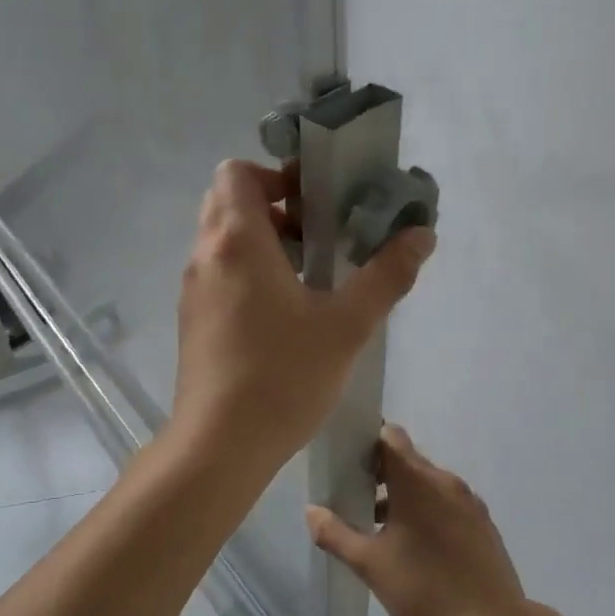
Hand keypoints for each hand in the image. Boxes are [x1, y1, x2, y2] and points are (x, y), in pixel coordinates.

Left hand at [171, 160, 434, 467]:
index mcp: (236, 240)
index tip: (315, 201)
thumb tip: (422, 234)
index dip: (275, 174)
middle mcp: (205, 255)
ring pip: (221, 239)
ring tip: (308, 272)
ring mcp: (193, 288)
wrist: (219, 443)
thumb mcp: (347, 325)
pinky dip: (246, 270)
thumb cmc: (283, 376)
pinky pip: (217, 272)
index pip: (236, 172)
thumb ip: (387, 275)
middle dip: (272, 205)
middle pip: (228, 202)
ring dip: (261, 240)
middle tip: (318, 233)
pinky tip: (283, 310)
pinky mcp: (192, 319)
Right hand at [307, 424, 525, 615]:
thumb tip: (312, 512)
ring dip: (403, 494)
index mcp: (417, 481)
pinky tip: (415, 545)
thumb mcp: (370, 565)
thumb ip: (336, 535)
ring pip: (428, 482)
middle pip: (407, 459)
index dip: (367, 440)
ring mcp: (469, 502)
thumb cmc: (426, 589)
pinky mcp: (483, 523)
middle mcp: (445, 481)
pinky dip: (427, 510)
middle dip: (380, 471)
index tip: (347, 459)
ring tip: (380, 527)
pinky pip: (447, 502)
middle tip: (354, 495)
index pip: (390, 436)